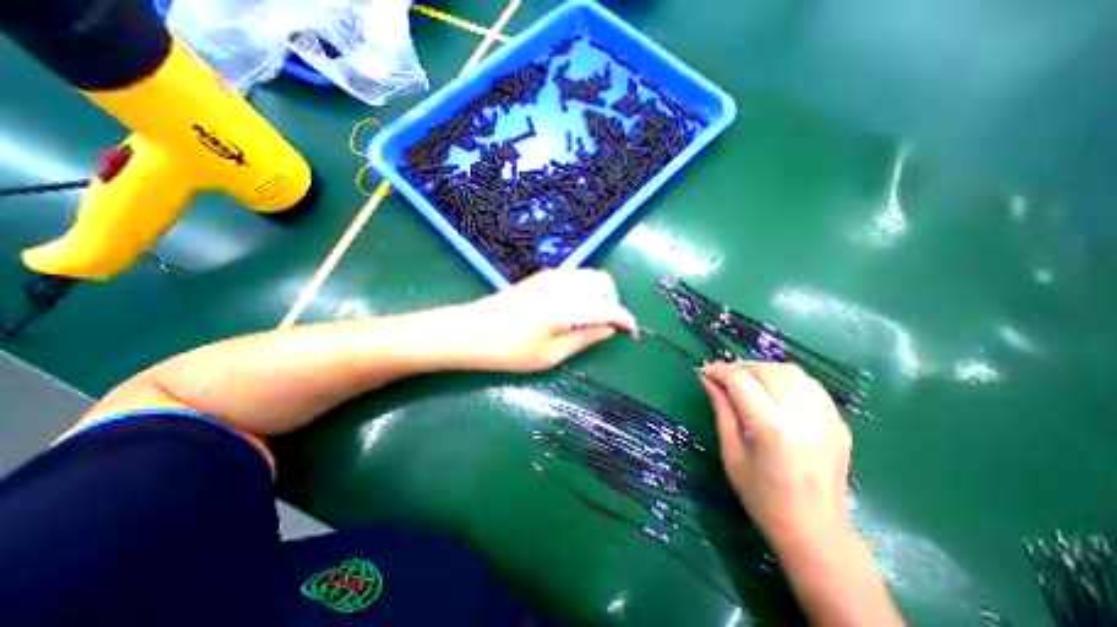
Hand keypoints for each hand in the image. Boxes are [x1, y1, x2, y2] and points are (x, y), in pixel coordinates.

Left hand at [448, 269, 630, 371]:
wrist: (471, 331)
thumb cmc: (512, 350)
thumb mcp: (552, 354)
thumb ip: (585, 338)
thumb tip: (609, 329)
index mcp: (570, 304)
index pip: (609, 307)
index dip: (625, 319)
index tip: (632, 331)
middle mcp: (564, 283)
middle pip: (602, 281)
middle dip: (611, 300)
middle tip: (606, 324)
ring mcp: (551, 276)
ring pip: (587, 275)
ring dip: (597, 293)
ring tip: (589, 317)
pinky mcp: (540, 276)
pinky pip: (573, 276)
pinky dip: (582, 289)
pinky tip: (571, 308)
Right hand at [700, 359, 851, 545]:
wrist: (816, 531)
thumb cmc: (762, 497)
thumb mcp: (731, 453)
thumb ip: (722, 410)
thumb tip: (709, 381)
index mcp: (771, 427)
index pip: (741, 381)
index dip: (719, 371)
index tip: (705, 372)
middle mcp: (801, 415)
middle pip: (767, 370)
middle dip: (740, 367)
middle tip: (723, 377)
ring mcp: (826, 417)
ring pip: (790, 371)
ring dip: (763, 369)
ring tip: (747, 380)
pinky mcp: (838, 422)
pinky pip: (809, 385)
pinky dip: (786, 379)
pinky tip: (773, 391)